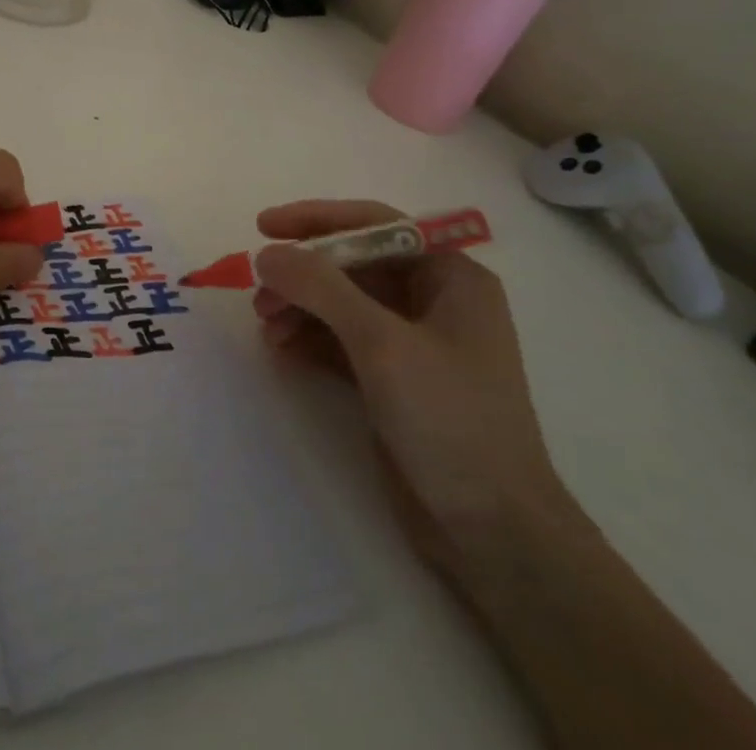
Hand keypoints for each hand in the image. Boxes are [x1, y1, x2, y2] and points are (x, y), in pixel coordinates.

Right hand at [252, 200, 572, 577]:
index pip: (376, 225)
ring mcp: (415, 343)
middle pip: (355, 265)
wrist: (495, 536)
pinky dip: (311, 338)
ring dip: (302, 306)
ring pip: (344, 303)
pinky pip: (343, 341)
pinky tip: (281, 347)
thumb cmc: (450, 420)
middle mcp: (435, 301)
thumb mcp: (382, 343)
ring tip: (266, 325)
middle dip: (305, 274)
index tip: (265, 226)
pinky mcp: (395, 381)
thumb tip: (267, 254)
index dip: (317, 220)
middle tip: (260, 292)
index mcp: (451, 277)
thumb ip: (321, 288)